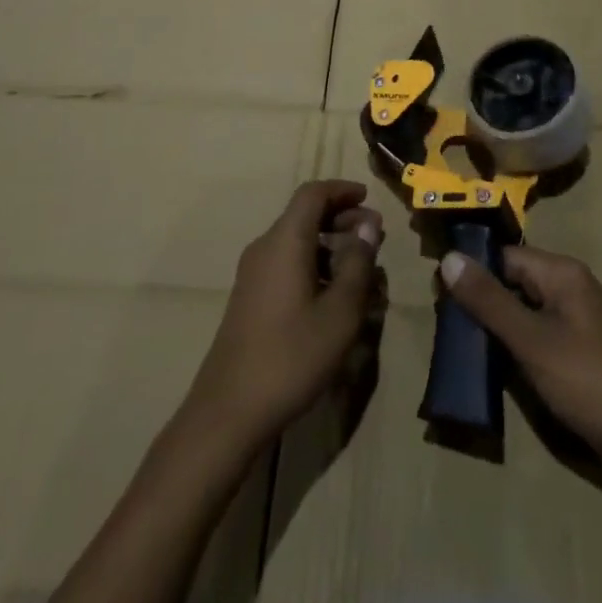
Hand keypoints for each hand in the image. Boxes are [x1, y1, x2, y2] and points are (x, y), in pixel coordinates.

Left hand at [182, 181, 383, 451]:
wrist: (228, 412)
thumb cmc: (291, 356)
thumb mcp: (340, 313)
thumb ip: (358, 264)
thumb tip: (369, 227)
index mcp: (285, 240)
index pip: (313, 193)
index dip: (342, 190)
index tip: (369, 199)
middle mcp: (265, 247)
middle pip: (304, 215)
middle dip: (341, 218)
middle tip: (373, 237)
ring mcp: (253, 273)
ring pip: (296, 240)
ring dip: (329, 243)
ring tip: (360, 268)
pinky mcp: (250, 298)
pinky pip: (286, 262)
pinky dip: (313, 263)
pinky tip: (332, 294)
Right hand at [439, 246, 601, 499]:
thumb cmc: (588, 381)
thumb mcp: (531, 340)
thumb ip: (489, 301)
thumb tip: (448, 258)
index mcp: (560, 272)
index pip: (503, 256)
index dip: (471, 270)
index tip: (436, 292)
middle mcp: (566, 287)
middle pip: (511, 280)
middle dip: (478, 299)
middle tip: (442, 321)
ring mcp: (571, 320)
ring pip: (519, 310)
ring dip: (492, 325)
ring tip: (456, 343)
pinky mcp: (572, 350)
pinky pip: (532, 334)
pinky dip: (510, 344)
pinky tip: (486, 363)